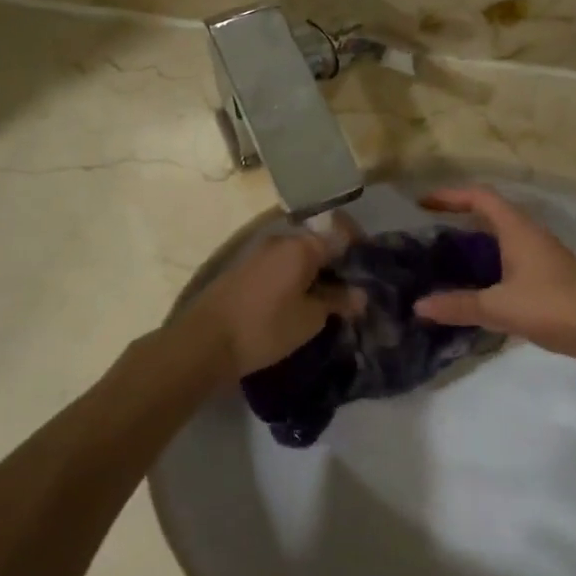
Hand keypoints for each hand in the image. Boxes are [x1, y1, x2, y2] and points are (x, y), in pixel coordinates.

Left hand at [172, 227, 355, 380]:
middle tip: (354, 293)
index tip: (371, 274)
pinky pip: (281, 267)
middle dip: (338, 266)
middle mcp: (280, 240)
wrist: (204, 341)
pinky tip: (302, 302)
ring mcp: (259, 253)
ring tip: (330, 302)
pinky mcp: (245, 269)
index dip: (360, 251)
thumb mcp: (310, 318)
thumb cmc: (265, 327)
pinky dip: (296, 279)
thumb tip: (360, 294)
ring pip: (299, 257)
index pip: (341, 234)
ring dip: (316, 274)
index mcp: (301, 245)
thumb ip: (337, 301)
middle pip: (319, 244)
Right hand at [412, 187, 575, 361]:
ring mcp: (543, 255)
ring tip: (447, 255)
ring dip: (476, 239)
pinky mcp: (549, 276)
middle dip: (460, 215)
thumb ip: (458, 305)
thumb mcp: (499, 307)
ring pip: (503, 236)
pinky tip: (478, 284)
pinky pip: (511, 256)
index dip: (451, 195)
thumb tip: (418, 305)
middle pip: (491, 212)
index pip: (481, 197)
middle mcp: (530, 234)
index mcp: (517, 229)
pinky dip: (490, 261)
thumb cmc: (552, 307)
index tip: (423, 203)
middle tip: (429, 229)